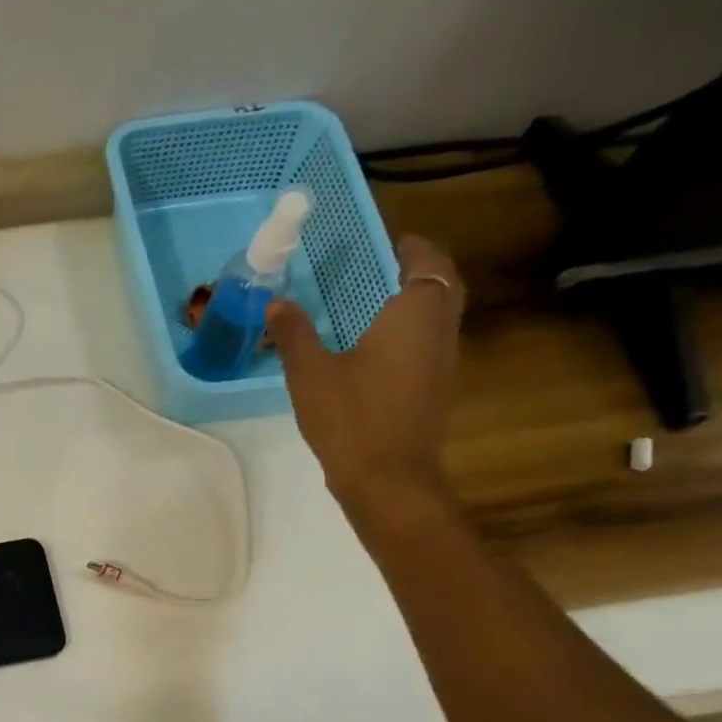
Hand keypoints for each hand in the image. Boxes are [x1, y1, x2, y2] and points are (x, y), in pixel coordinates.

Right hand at [267, 235, 466, 524]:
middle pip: (439, 283)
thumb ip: (294, 334)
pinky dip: (407, 333)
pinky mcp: (436, 388)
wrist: (388, 479)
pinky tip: (371, 349)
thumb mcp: (310, 374)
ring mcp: (444, 360)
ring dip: (411, 302)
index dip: (407, 245)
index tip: (378, 243)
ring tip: (367, 305)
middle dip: (413, 270)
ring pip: (436, 315)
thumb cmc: (351, 418)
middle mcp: (441, 327)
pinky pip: (427, 343)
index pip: (425, 258)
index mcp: (416, 312)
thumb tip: (277, 303)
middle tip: (373, 270)